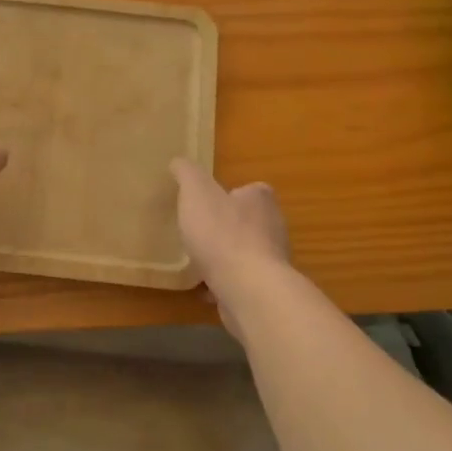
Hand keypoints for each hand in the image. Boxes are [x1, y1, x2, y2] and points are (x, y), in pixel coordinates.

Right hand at [170, 159, 290, 311]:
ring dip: (224, 257)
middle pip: (248, 222)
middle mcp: (273, 227)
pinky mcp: (264, 288)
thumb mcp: (196, 193)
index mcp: (261, 200)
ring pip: (244, 253)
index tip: (207, 203)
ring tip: (197, 260)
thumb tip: (178, 162)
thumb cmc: (221, 234)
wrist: (247, 288)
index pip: (250, 190)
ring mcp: (272, 261)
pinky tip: (203, 287)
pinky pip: (240, 280)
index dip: (229, 194)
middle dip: (225, 227)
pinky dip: (223, 282)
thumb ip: (187, 174)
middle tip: (198, 231)